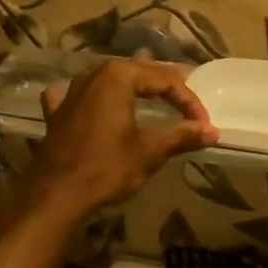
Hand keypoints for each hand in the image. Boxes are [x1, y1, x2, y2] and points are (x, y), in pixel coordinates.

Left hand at [28, 59, 217, 222]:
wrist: (55, 195)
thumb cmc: (106, 168)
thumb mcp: (150, 152)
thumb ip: (182, 136)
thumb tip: (212, 132)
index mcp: (118, 76)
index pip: (165, 80)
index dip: (189, 101)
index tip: (204, 124)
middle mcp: (94, 74)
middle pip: (139, 73)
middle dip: (165, 88)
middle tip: (187, 105)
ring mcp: (71, 91)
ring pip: (110, 80)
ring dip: (133, 88)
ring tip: (153, 98)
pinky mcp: (57, 112)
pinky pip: (80, 96)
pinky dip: (94, 98)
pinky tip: (95, 105)